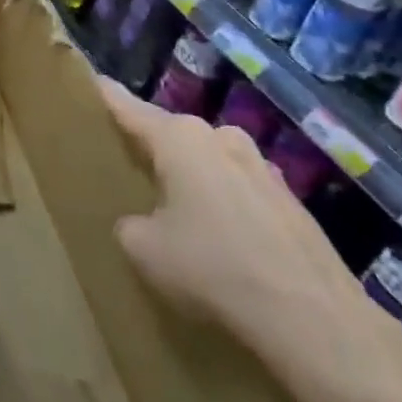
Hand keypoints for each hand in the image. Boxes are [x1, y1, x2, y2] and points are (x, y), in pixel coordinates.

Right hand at [101, 79, 401, 391]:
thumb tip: (143, 221)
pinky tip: (218, 236)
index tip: (87, 82)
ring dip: (190, 176)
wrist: (314, 319)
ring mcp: (262, 166)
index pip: (128, 107)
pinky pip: (237, 187)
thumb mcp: (143, 248)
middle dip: (150, 145)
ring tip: (172, 204)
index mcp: (180, 138)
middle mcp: (221, 138)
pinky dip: (221, 201)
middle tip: (124, 163)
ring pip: (208, 160)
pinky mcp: (290, 199)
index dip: (103, 96)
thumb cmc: (213, 268)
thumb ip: (129, 222)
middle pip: (172, 133)